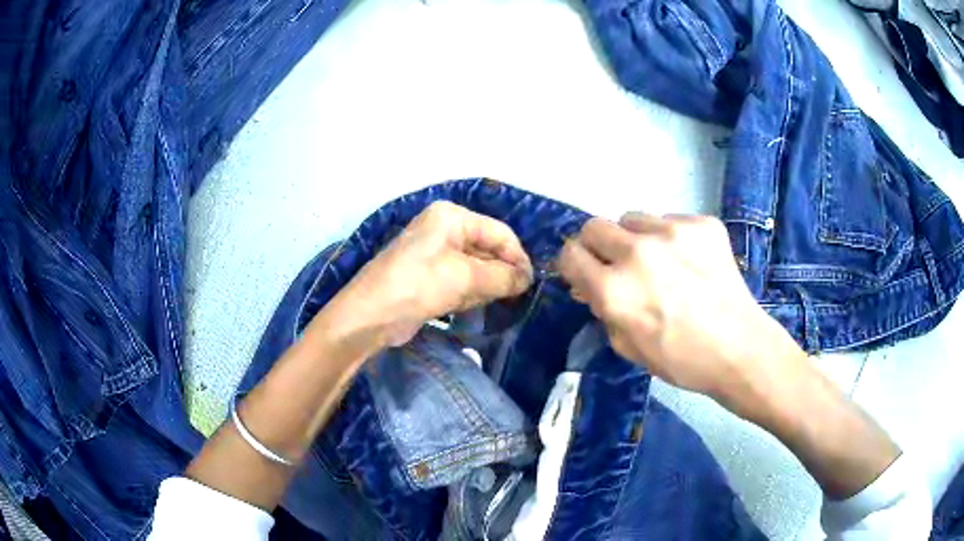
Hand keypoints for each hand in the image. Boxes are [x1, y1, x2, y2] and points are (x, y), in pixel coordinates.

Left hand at [336, 201, 532, 346]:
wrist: (371, 316)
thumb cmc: (418, 285)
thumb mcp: (465, 277)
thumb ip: (503, 276)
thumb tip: (527, 279)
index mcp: (451, 217)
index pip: (498, 233)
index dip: (517, 257)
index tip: (530, 284)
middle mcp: (444, 230)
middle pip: (487, 250)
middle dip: (499, 275)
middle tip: (513, 298)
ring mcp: (435, 254)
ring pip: (475, 269)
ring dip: (484, 287)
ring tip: (482, 303)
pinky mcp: (429, 278)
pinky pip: (461, 282)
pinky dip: (468, 295)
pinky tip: (463, 308)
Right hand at [558, 213, 901, 500]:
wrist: (762, 359)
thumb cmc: (700, 372)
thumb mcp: (641, 356)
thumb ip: (612, 315)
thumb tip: (595, 288)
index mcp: (632, 292)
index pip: (576, 254)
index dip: (570, 262)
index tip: (576, 273)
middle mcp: (653, 252)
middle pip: (600, 225)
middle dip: (596, 244)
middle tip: (612, 269)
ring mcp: (685, 234)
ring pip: (634, 215)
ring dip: (634, 237)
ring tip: (657, 266)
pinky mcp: (711, 228)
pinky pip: (668, 218)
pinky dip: (666, 234)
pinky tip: (688, 262)